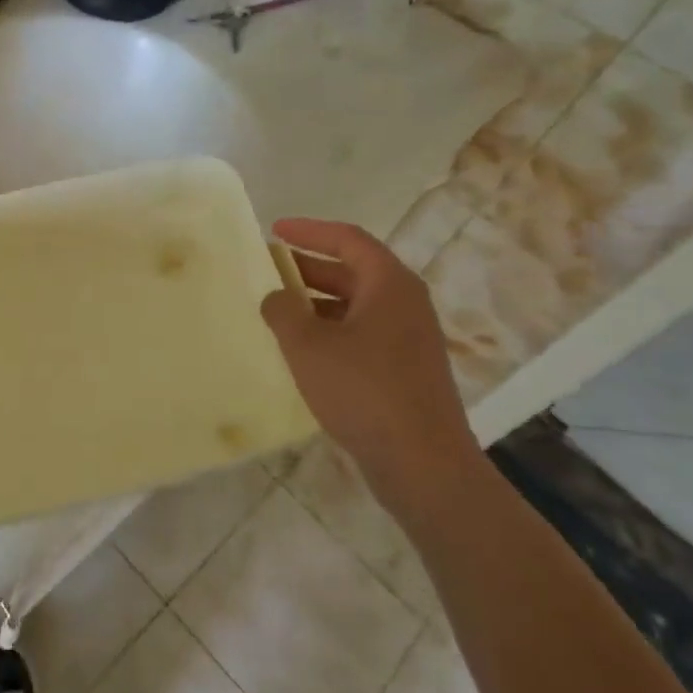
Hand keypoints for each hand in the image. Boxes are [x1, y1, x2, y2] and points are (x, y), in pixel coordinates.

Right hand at [261, 219, 483, 518]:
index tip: (275, 229)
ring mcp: (410, 338)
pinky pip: (364, 332)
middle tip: (270, 268)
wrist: (422, 463)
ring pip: (358, 304)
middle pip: (354, 270)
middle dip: (310, 266)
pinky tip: (304, 349)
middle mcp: (406, 303)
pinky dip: (332, 328)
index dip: (309, 231)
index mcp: (389, 285)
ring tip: (279, 308)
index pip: (348, 239)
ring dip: (318, 300)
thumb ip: (283, 312)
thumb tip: (276, 297)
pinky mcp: (406, 368)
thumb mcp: (308, 345)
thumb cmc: (363, 390)